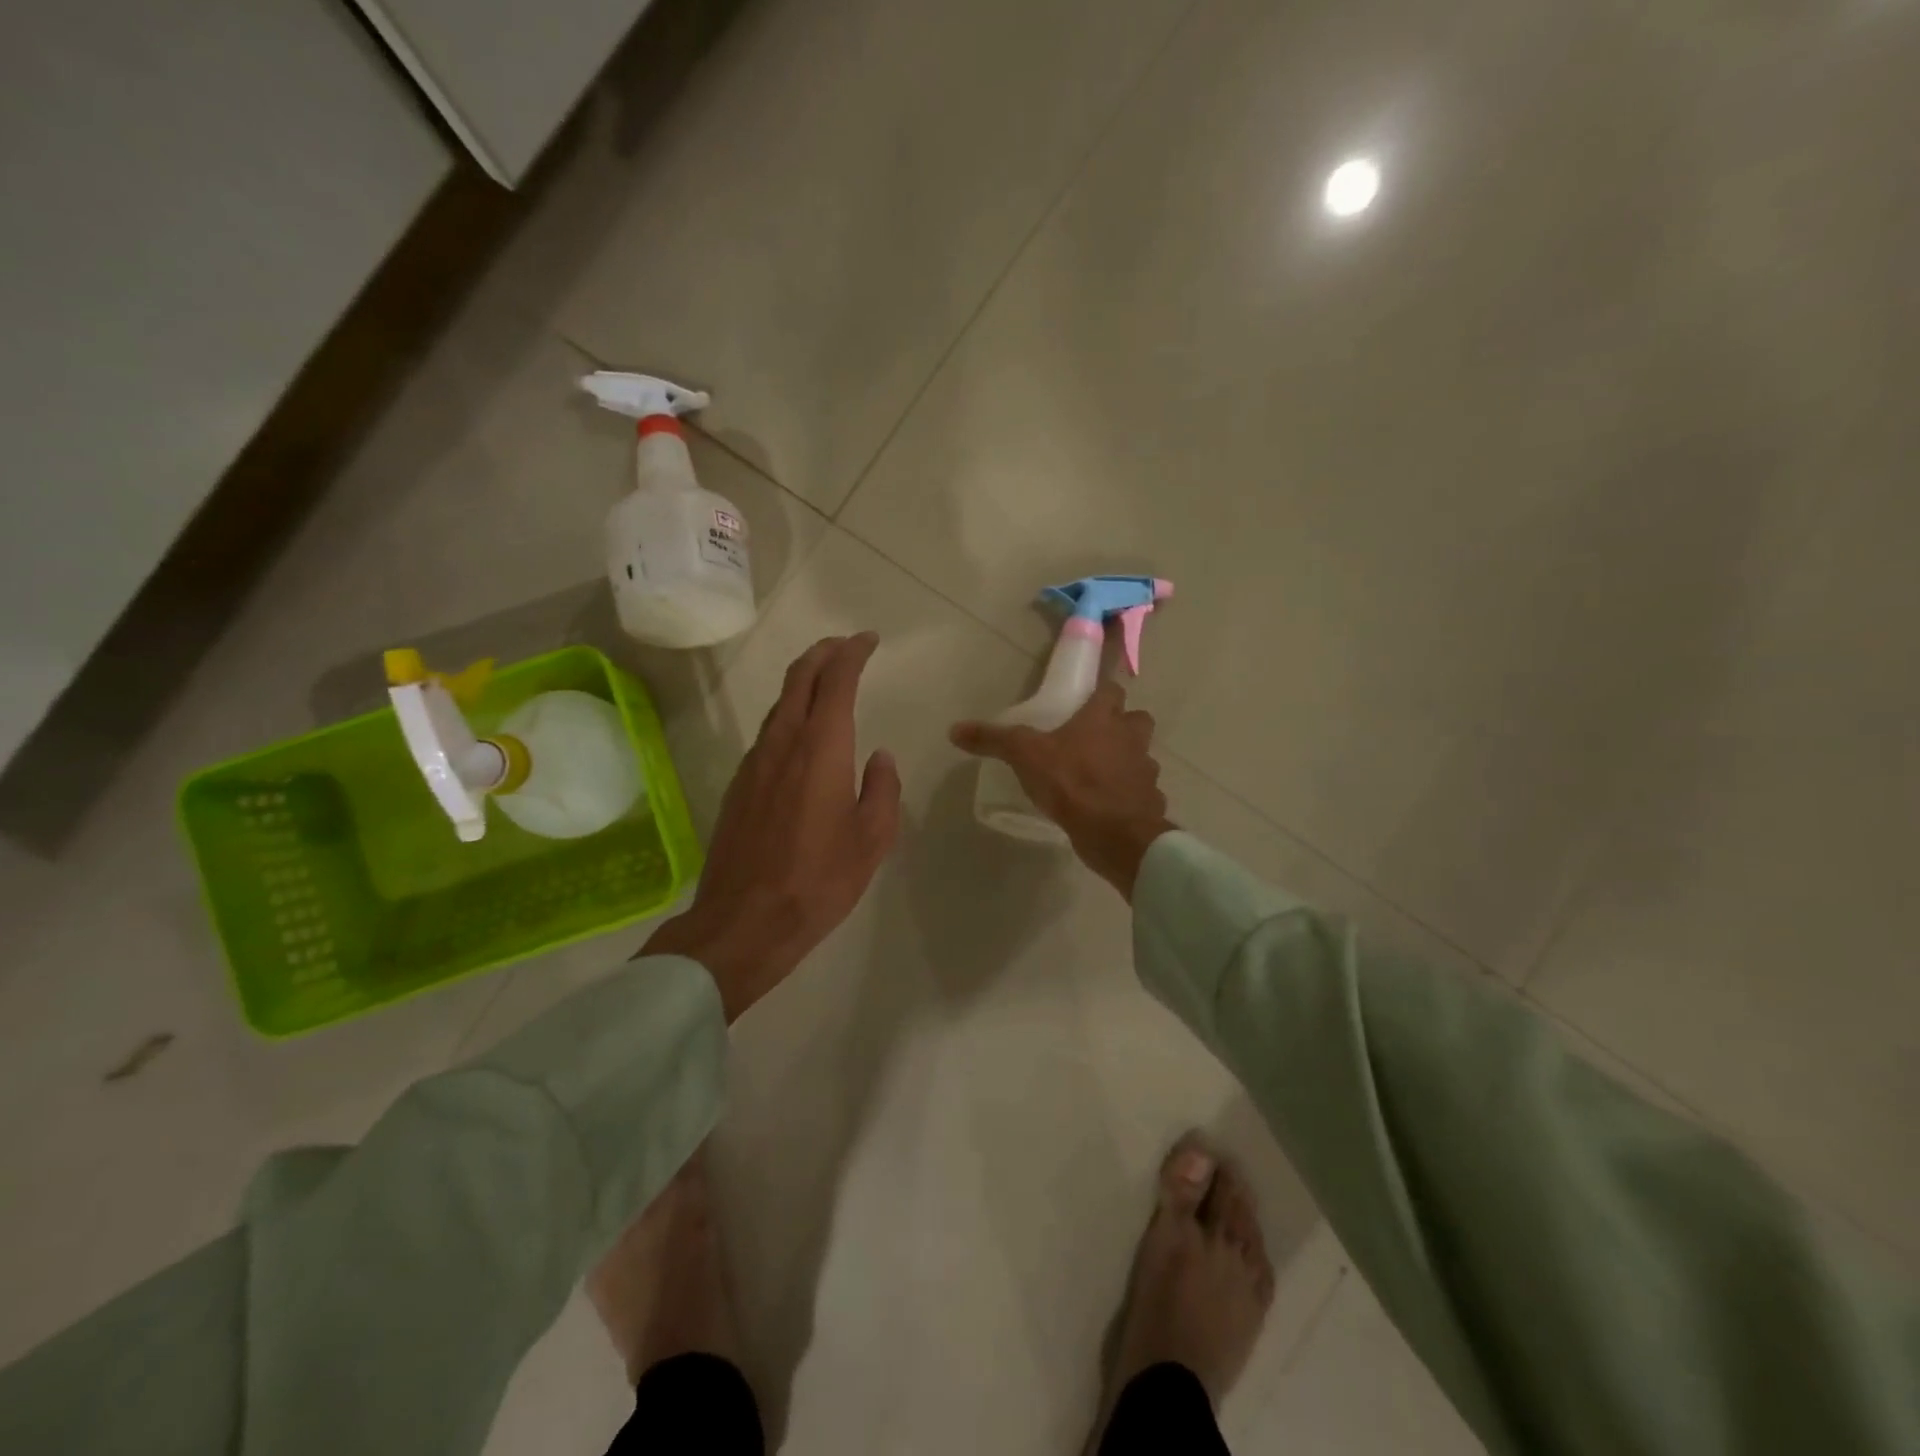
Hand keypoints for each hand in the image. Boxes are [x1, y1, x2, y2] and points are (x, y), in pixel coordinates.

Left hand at [642, 633, 900, 1020]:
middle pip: (798, 678)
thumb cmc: (819, 879)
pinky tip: (802, 736)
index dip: (852, 653)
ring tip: (826, 682)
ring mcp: (754, 763)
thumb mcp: (872, 839)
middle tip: (845, 647)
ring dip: (803, 682)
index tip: (868, 641)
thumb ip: (882, 789)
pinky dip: (789, 715)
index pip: (835, 680)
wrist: (745, 921)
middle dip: (822, 653)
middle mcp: (783, 743)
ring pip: (780, 704)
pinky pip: (768, 733)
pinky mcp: (739, 785)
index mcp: (821, 749)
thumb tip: (879, 758)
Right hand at [950, 681, 1174, 899]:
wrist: (1114, 833)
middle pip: (1137, 720)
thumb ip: (994, 740)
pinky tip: (1110, 808)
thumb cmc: (1071, 782)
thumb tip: (955, 729)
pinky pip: (1143, 793)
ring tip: (1101, 775)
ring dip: (1128, 761)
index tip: (1087, 700)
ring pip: (1142, 757)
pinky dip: (1130, 797)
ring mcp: (1146, 771)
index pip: (1111, 690)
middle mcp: (1131, 738)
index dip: (1101, 693)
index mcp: (1104, 719)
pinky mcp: (1151, 802)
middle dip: (1123, 724)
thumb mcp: (1024, 756)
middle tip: (1097, 737)